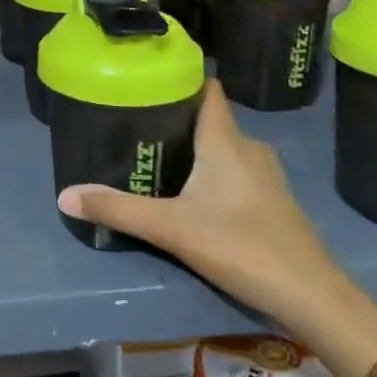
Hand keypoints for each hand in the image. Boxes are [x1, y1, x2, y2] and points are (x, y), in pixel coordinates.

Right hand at [56, 79, 348, 329]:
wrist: (312, 297)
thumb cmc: (241, 246)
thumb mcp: (170, 228)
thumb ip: (118, 209)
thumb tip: (64, 196)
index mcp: (225, 140)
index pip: (207, 89)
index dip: (180, 79)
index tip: (147, 78)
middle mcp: (248, 148)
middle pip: (210, 118)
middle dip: (175, 118)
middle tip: (135, 123)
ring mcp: (266, 176)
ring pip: (223, 147)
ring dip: (194, 148)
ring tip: (156, 155)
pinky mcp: (274, 202)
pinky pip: (236, 170)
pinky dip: (212, 172)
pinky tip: (191, 193)